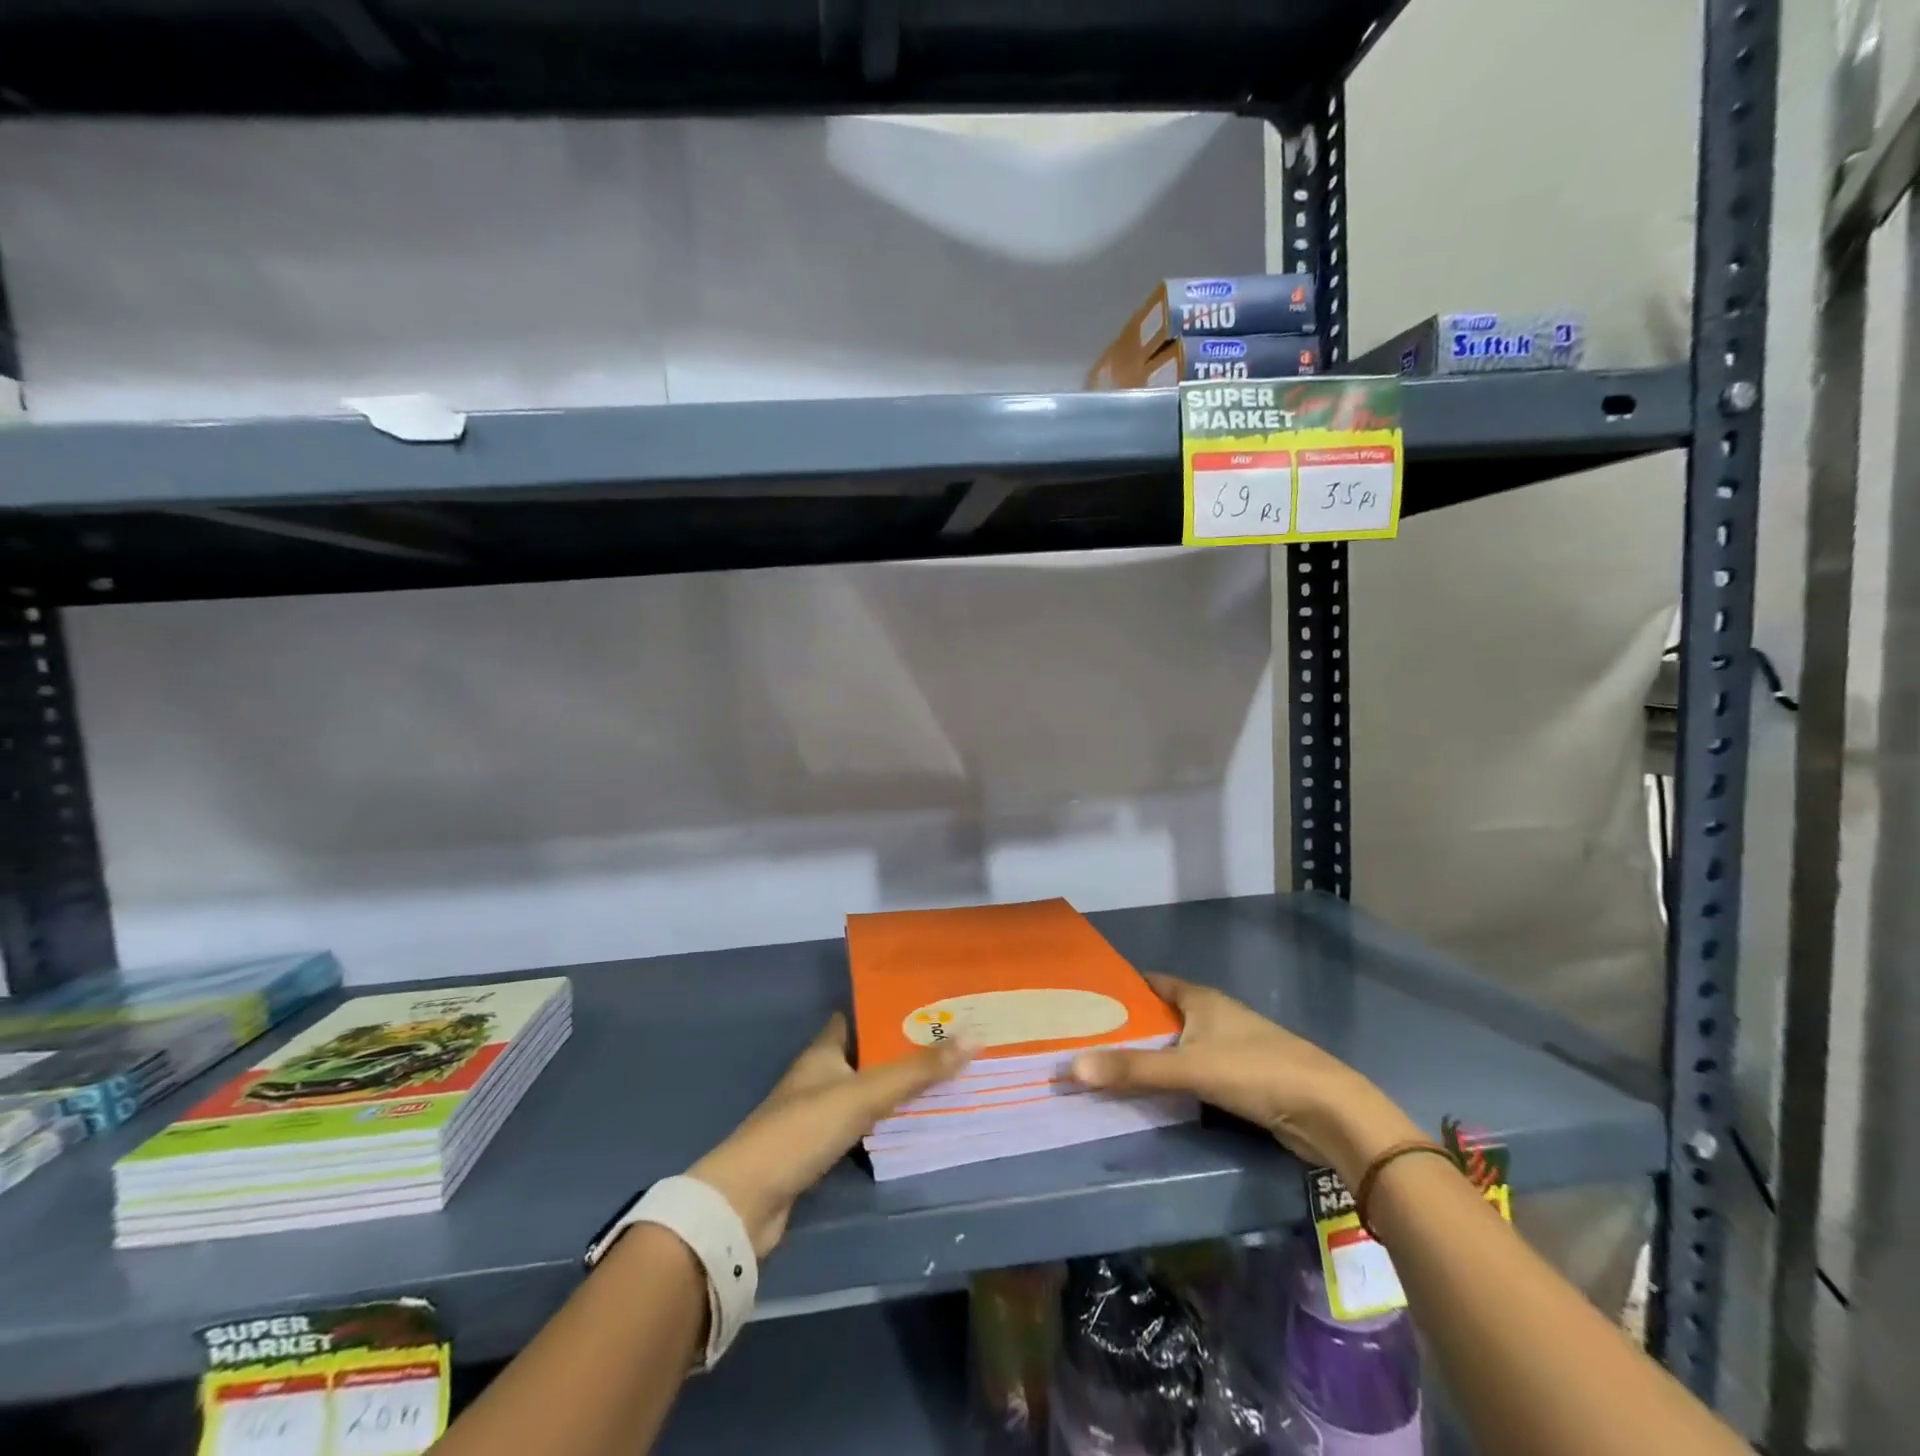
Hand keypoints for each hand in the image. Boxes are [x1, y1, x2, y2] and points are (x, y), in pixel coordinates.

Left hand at [690, 1013, 969, 1255]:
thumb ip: (916, 1070)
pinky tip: (913, 1125)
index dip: (887, 1007)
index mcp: (823, 1051)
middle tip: (949, 1043)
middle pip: (866, 1054)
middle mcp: (819, 1075)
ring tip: (943, 1079)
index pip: (857, 1016)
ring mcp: (817, 1114)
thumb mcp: (864, 1095)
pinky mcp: (818, 1150)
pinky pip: (861, 1126)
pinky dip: (884, 1123)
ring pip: (865, 1092)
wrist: (748, 1202)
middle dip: (902, 1049)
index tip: (929, 1003)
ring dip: (896, 1088)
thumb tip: (972, 1037)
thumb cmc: (802, 1130)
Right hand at [1070, 974, 1421, 1182]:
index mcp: (1201, 998)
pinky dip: (1172, 1076)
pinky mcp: (1241, 1078)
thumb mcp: (1189, 1068)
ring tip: (1110, 1065)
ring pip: (1179, 1043)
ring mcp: (1229, 1046)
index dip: (1122, 988)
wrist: (1327, 1110)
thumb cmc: (1255, 1071)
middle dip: (1130, 1024)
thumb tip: (1072, 1066)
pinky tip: (1153, 1092)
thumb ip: (1134, 1070)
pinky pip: (1193, 1069)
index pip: (1152, 982)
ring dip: (1151, 1053)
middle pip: (1163, 1013)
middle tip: (1088, 1037)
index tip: (1087, 998)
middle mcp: (1214, 1014)